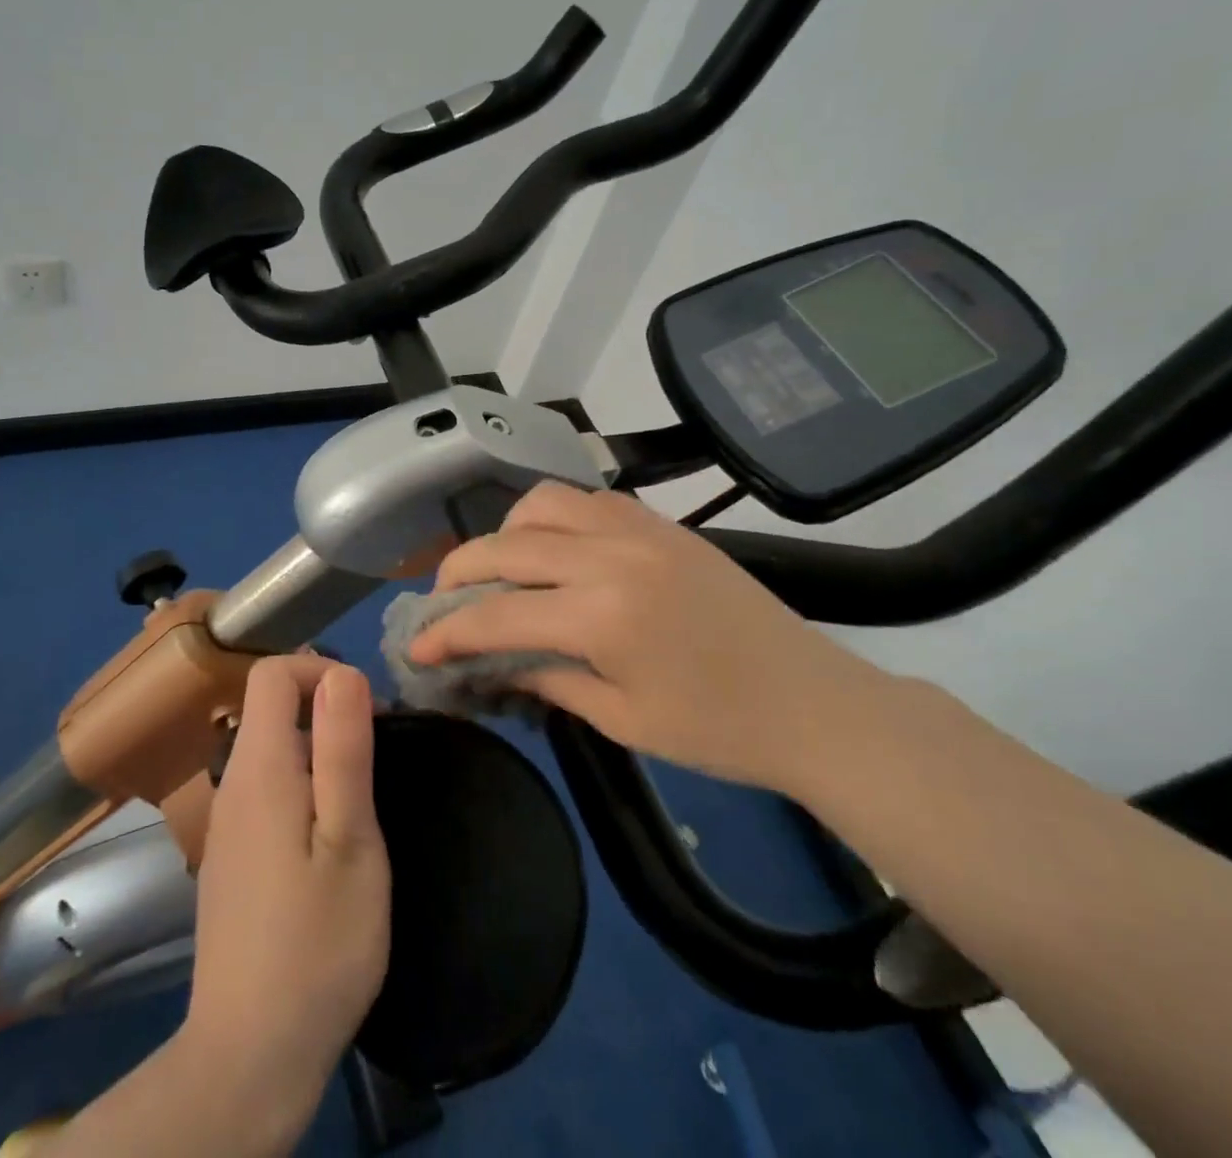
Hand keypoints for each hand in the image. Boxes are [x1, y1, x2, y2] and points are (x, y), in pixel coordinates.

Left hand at [179, 655, 390, 1143]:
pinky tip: (328, 840)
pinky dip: (301, 786)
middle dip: (325, 710)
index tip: (364, 711)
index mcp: (258, 768)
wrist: (252, 1054)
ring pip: (269, 749)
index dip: (319, 669)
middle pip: (268, 707)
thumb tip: (342, 671)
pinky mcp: (231, 857)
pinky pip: (265, 789)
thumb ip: (343, 750)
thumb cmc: (318, 942)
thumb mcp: (350, 840)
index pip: (272, 673)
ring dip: (317, 750)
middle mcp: (231, 784)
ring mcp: (226, 823)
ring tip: (359, 800)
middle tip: (373, 758)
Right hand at [409, 482, 882, 795]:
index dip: (448, 632)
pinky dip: (552, 517)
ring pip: (543, 503)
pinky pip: (588, 500)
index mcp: (602, 615)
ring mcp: (640, 529)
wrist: (815, 703)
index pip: (497, 614)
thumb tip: (491, 664)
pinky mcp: (661, 524)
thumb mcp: (621, 719)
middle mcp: (612, 555)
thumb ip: (547, 678)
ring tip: (500, 569)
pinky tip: (553, 550)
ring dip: (506, 532)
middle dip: (460, 572)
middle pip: (507, 546)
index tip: (417, 646)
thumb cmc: (719, 730)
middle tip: (442, 602)